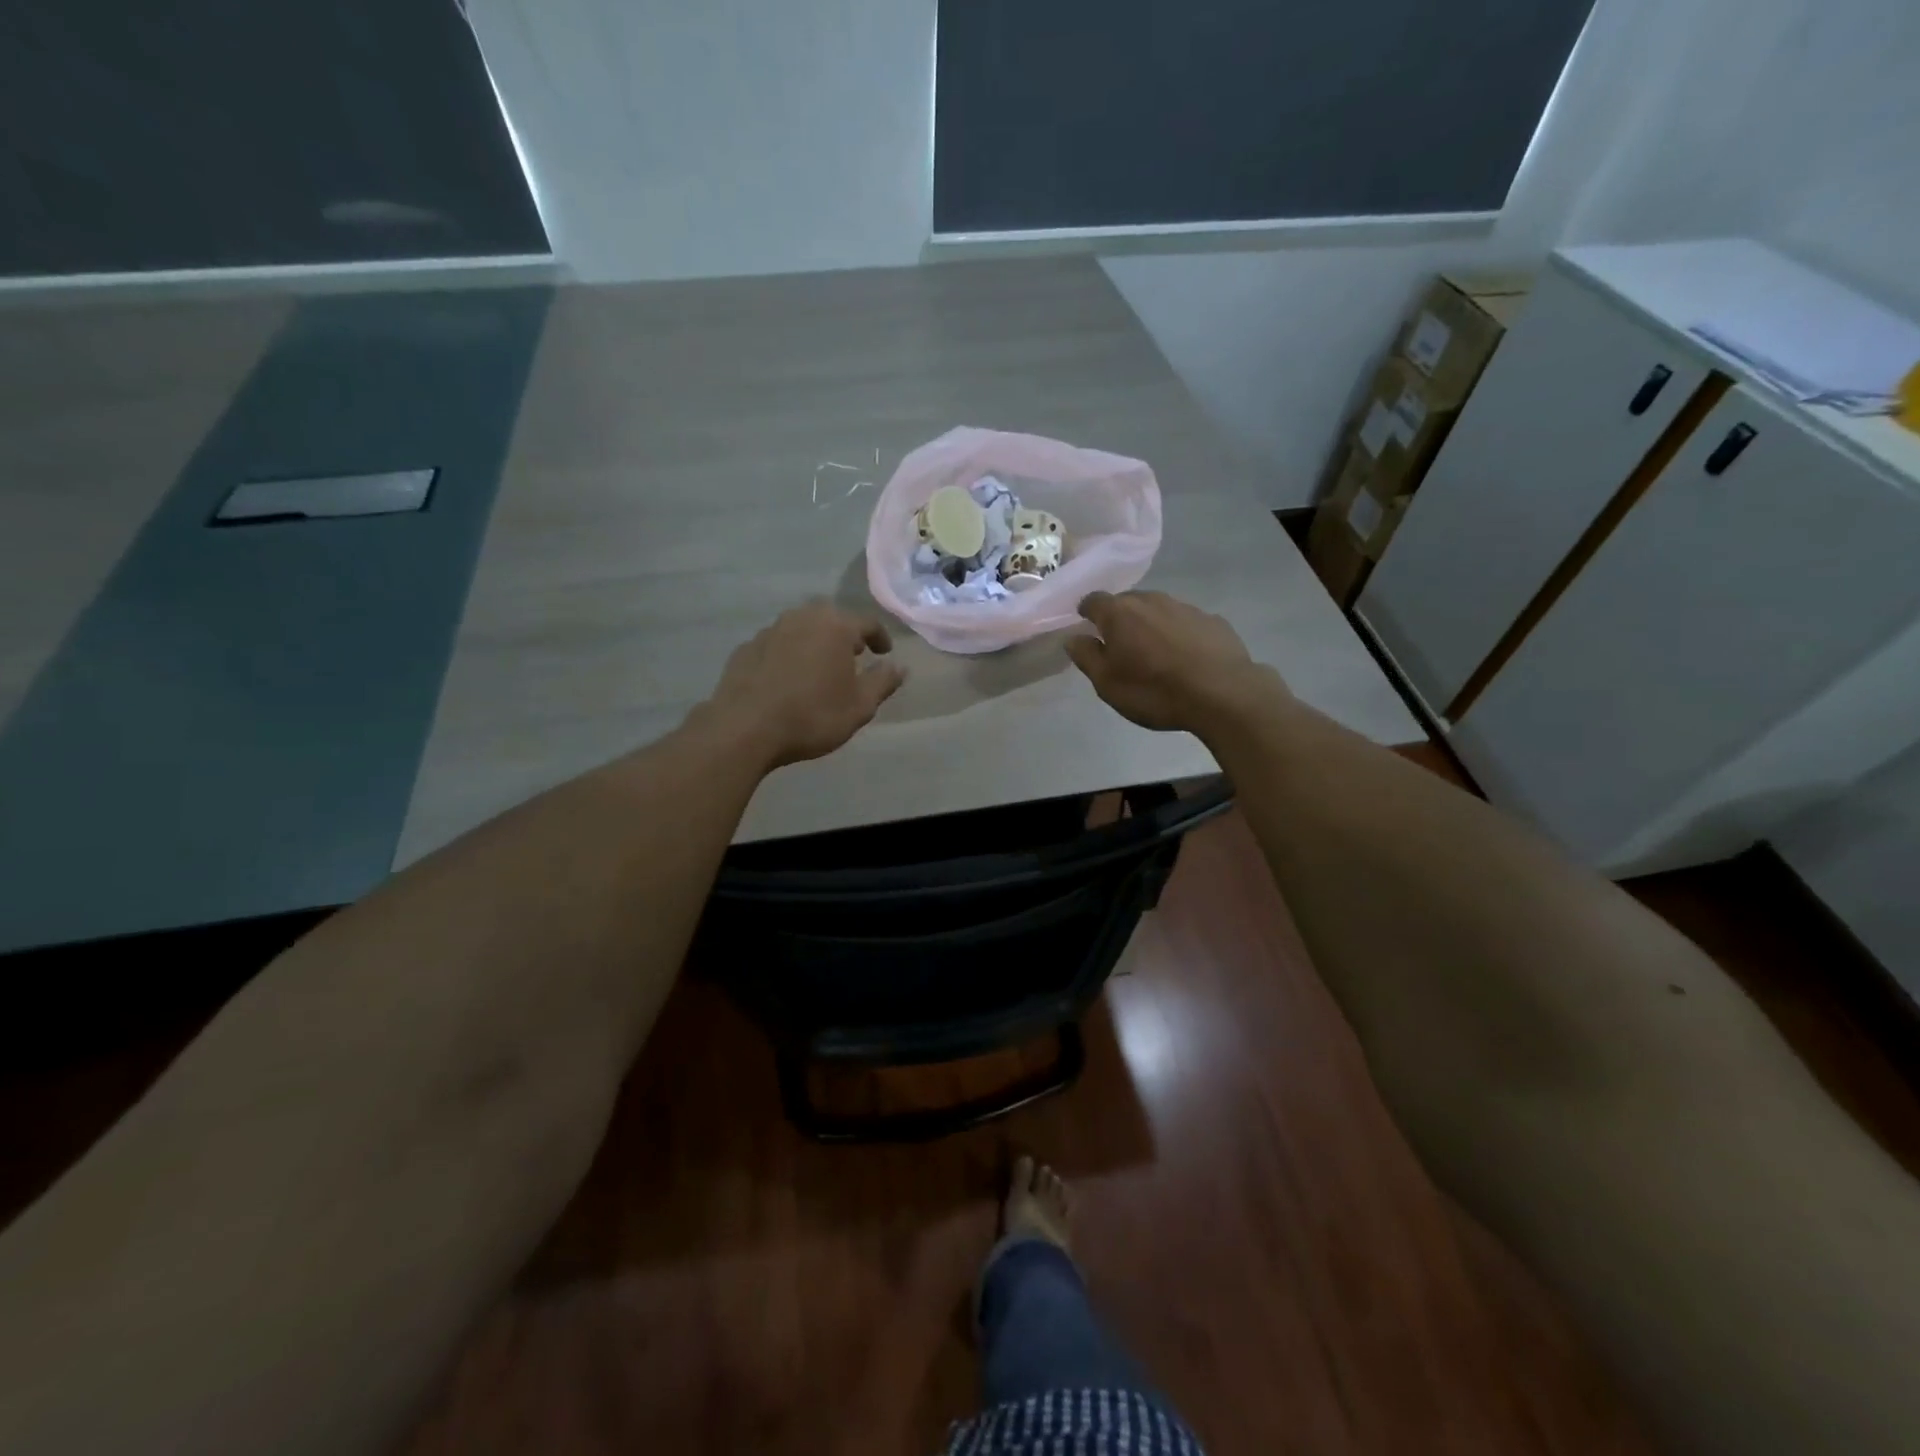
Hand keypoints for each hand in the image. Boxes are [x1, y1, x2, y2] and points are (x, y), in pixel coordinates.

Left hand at [702, 600, 905, 768]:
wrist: (744, 728)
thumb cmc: (812, 715)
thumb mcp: (860, 706)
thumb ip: (883, 682)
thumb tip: (899, 667)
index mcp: (835, 626)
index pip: (867, 623)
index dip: (880, 637)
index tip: (884, 653)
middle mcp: (802, 618)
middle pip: (831, 618)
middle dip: (845, 634)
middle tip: (852, 655)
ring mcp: (770, 630)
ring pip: (801, 628)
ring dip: (814, 642)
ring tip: (819, 666)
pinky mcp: (746, 648)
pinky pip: (777, 644)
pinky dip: (788, 654)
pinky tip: (788, 678)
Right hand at [1066, 590, 1276, 732]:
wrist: (1223, 694)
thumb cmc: (1154, 691)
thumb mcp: (1107, 684)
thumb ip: (1086, 657)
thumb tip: (1073, 638)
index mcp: (1119, 613)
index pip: (1093, 600)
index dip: (1086, 613)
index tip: (1086, 628)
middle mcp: (1151, 600)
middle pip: (1127, 602)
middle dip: (1119, 619)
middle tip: (1120, 647)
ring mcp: (1185, 607)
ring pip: (1158, 610)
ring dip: (1150, 626)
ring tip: (1154, 654)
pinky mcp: (1212, 620)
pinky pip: (1185, 622)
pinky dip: (1178, 634)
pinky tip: (1185, 658)